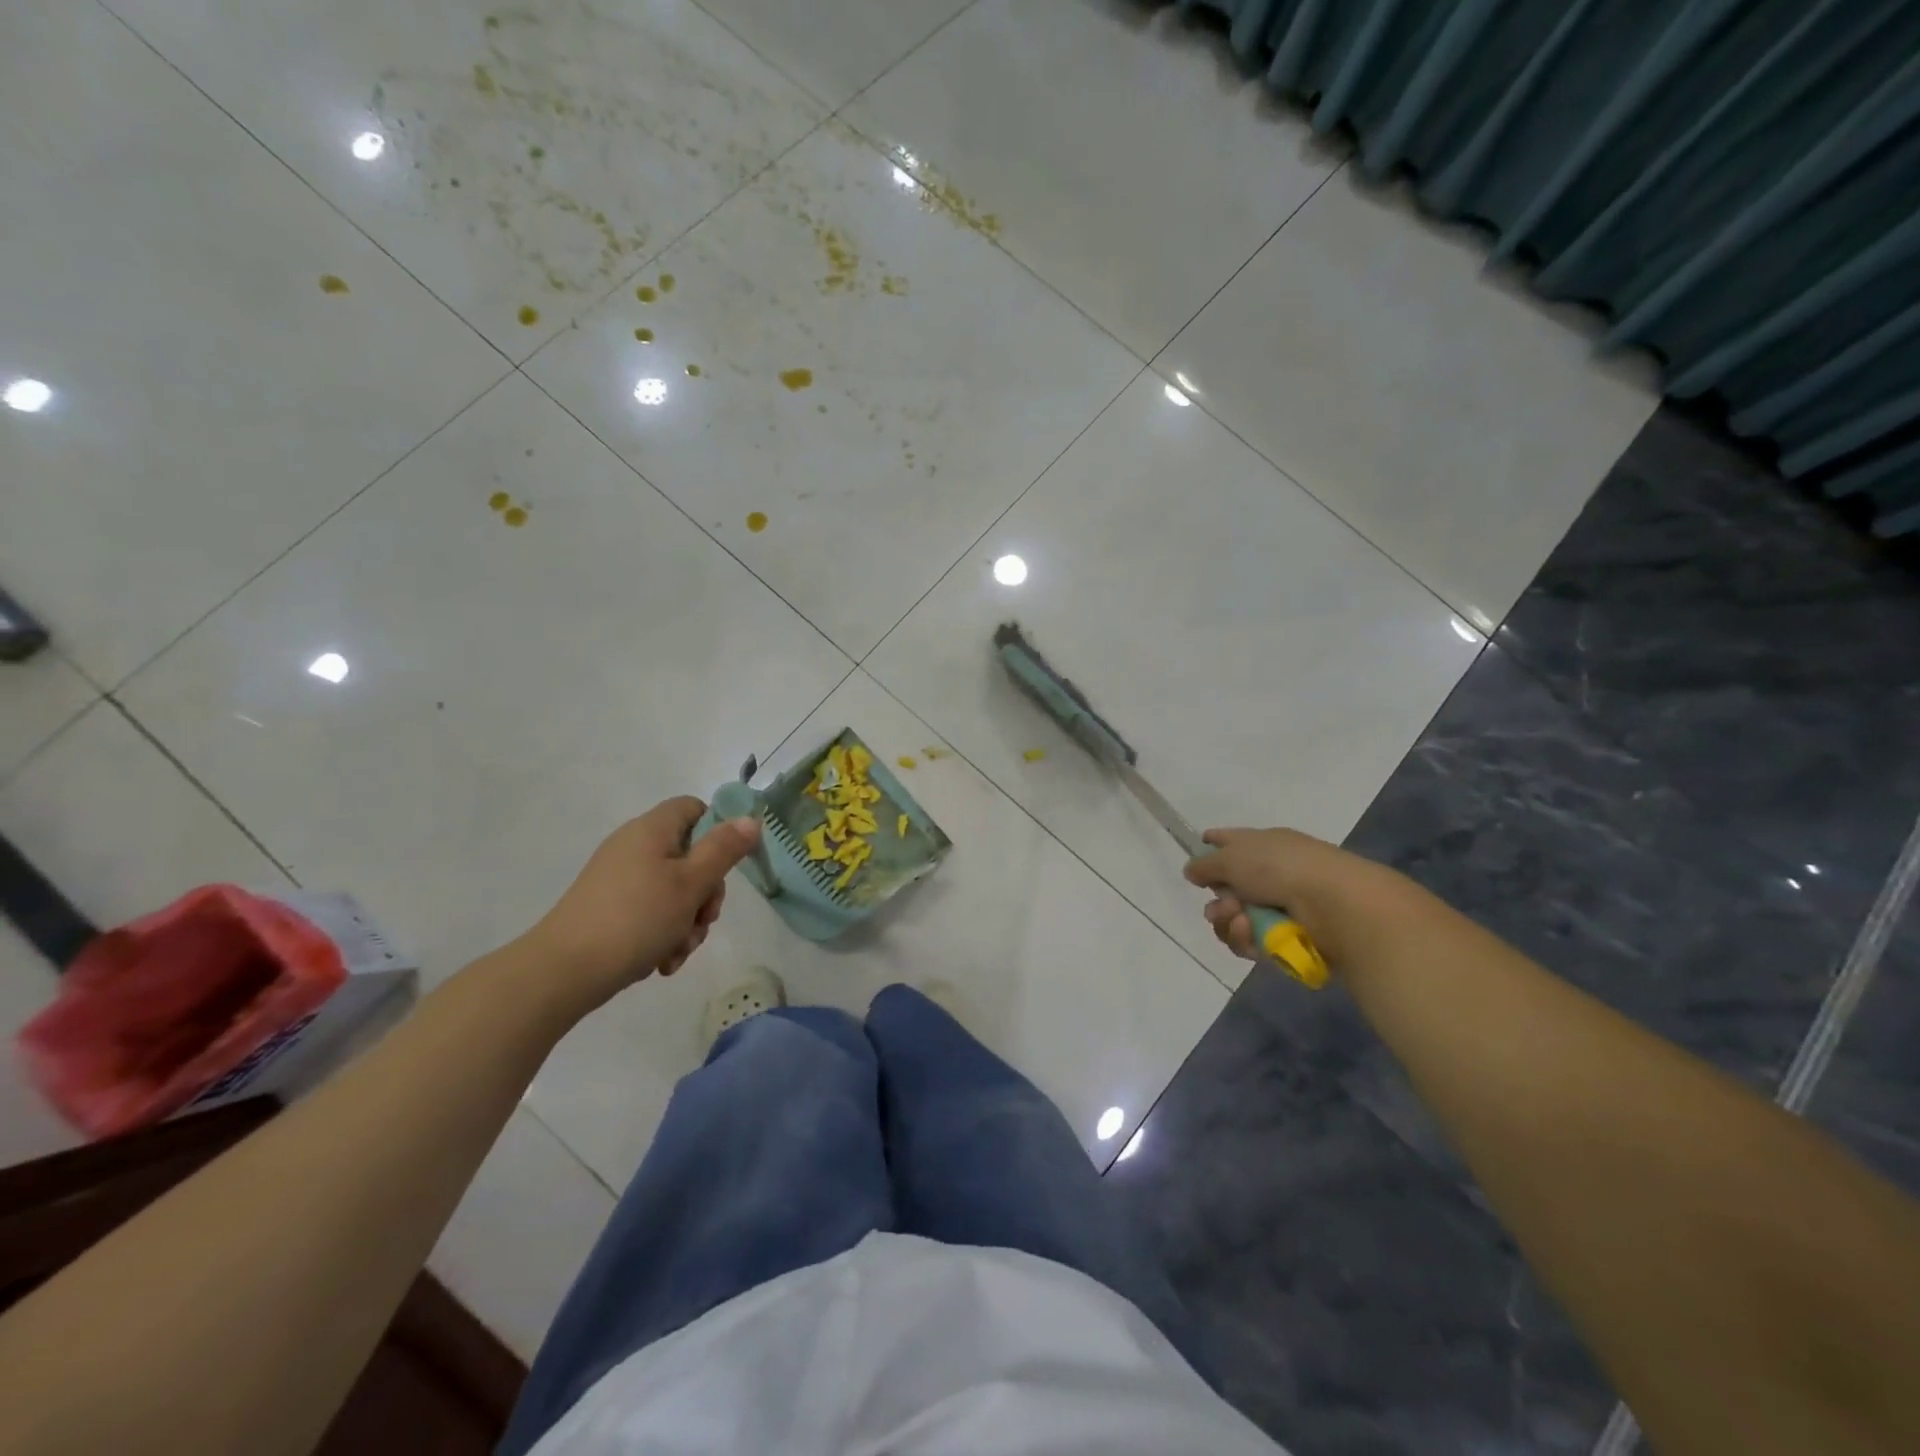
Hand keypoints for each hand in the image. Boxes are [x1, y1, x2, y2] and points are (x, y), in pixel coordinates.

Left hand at [527, 797, 761, 1008]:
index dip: (718, 830)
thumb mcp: (691, 883)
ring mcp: (619, 879)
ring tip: (680, 950)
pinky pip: (650, 912)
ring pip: (673, 890)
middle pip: (689, 856)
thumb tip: (750, 818)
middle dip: (705, 893)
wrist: (564, 971)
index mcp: (652, 830)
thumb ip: (724, 849)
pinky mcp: (609, 908)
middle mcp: (634, 847)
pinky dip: (663, 933)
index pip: (694, 808)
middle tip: (704, 919)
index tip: (727, 864)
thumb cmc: (637, 918)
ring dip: (687, 921)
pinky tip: (663, 962)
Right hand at [1182, 826, 1409, 967]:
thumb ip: (1205, 865)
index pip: (1230, 841)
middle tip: (1223, 908)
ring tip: (1240, 922)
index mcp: (1263, 846)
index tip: (1197, 862)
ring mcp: (1280, 907)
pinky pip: (1252, 943)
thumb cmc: (1281, 868)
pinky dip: (1247, 940)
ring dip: (1230, 923)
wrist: (1335, 905)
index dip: (1211, 848)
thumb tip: (1192, 871)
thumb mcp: (1232, 857)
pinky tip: (1252, 935)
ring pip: (1236, 920)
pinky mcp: (1287, 939)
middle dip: (1218, 902)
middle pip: (1227, 889)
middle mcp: (1271, 874)